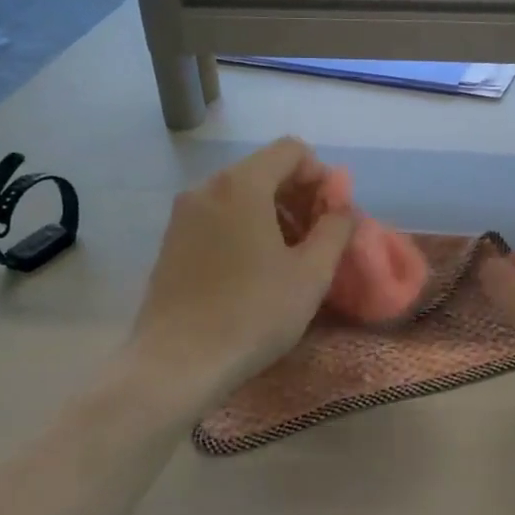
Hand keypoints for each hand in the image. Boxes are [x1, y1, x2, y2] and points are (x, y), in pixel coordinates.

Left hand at [130, 138, 354, 398]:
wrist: (176, 364)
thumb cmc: (252, 313)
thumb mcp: (311, 273)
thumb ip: (335, 228)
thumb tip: (342, 205)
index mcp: (242, 185)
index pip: (292, 150)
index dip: (321, 176)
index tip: (332, 216)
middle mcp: (208, 187)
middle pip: (265, 169)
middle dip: (300, 195)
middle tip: (318, 239)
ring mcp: (184, 214)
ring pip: (241, 194)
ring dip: (274, 212)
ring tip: (290, 257)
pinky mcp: (172, 241)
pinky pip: (219, 215)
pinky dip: (246, 226)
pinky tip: (256, 269)